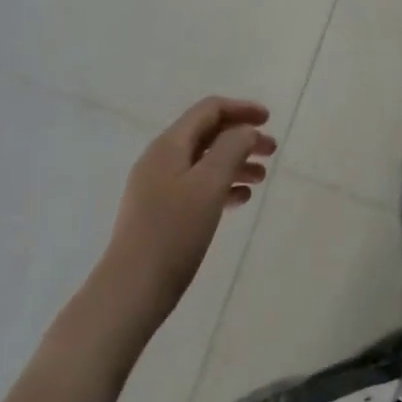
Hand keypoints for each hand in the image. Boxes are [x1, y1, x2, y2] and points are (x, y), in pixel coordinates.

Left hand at [96, 97, 275, 336]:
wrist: (131, 292)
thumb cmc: (173, 232)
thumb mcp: (209, 184)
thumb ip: (231, 148)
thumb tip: (245, 131)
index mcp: (169, 145)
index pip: (209, 110)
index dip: (241, 109)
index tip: (269, 120)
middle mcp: (161, 159)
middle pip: (208, 134)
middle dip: (241, 137)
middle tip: (271, 151)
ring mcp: (158, 188)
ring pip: (204, 162)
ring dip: (235, 163)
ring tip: (261, 178)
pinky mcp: (160, 214)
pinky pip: (197, 187)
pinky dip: (222, 186)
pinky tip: (240, 200)